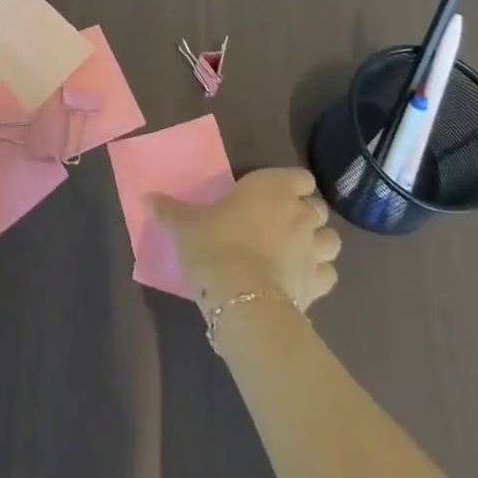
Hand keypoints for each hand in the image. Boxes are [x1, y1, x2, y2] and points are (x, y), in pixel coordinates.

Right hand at [150, 168, 340, 314]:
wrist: (241, 300)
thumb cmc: (214, 246)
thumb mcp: (185, 225)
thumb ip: (169, 210)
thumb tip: (146, 197)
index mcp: (271, 187)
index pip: (300, 176)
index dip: (292, 185)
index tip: (274, 196)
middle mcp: (299, 212)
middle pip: (318, 207)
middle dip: (306, 214)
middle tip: (282, 225)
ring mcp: (313, 249)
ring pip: (331, 240)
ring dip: (319, 244)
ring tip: (299, 252)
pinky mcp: (319, 285)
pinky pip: (329, 274)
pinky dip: (320, 275)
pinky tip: (302, 281)